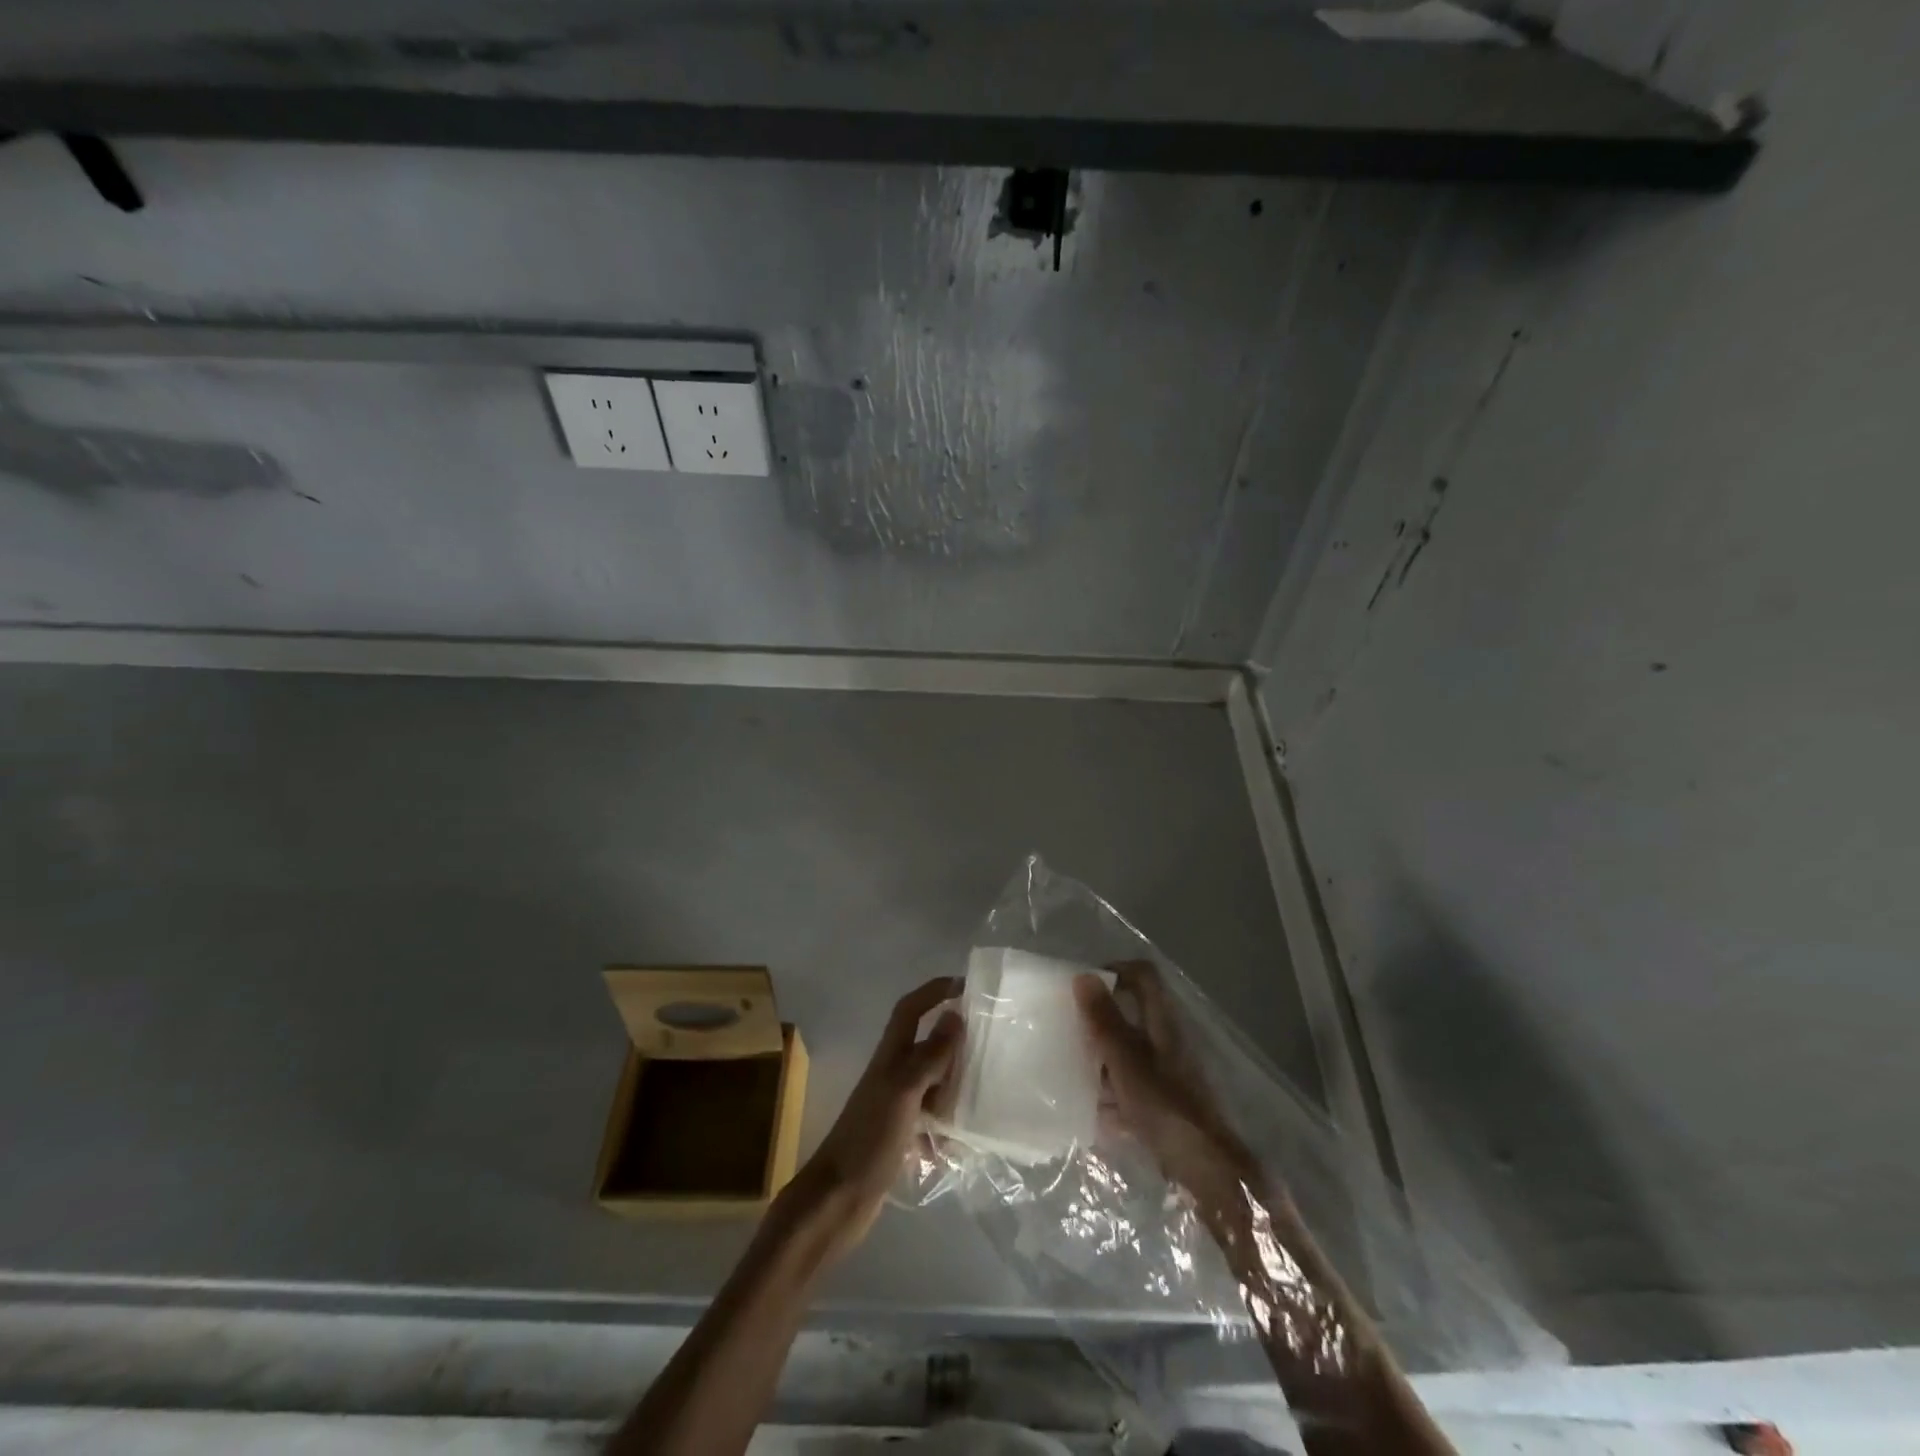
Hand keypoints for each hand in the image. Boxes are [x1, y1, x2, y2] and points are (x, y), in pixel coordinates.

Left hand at [787, 976, 962, 1253]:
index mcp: (890, 1057)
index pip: (911, 1009)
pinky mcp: (900, 1137)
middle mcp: (893, 1074)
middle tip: (988, 1048)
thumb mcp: (904, 1091)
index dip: (934, 991)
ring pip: (933, 1084)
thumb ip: (930, 1055)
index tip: (965, 985)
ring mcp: (896, 1107)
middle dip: (954, 1043)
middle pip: (926, 1045)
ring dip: (954, 1090)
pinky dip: (947, 1130)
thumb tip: (955, 1015)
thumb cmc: (869, 1139)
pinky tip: (962, 1146)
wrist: (837, 1200)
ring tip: (983, 1100)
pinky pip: (931, 1122)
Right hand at [1075, 962, 1252, 1196]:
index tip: (1082, 986)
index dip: (1114, 970)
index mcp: (1163, 1021)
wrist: (1209, 1172)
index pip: (1142, 975)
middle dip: (1100, 1019)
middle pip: (1132, 1013)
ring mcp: (1170, 1071)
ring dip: (1103, 1057)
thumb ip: (1104, 1020)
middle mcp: (1169, 1039)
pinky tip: (1094, 1112)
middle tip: (1070, 1029)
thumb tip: (1084, 976)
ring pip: (1130, 1050)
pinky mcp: (1168, 1101)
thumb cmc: (1166, 1107)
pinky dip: (1113, 1092)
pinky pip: (1133, 1085)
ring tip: (1073, 1072)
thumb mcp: (1126, 1061)